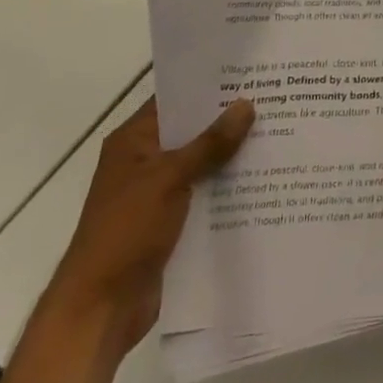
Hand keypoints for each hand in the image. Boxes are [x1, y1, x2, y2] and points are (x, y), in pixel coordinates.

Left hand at [43, 96, 254, 358]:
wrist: (100, 309)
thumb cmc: (126, 232)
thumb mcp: (169, 179)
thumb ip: (209, 143)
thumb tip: (246, 104)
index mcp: (134, 141)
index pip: (176, 99)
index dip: (210, 86)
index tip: (252, 72)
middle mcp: (145, 161)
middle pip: (193, 131)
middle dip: (230, 120)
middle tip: (278, 100)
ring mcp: (158, 193)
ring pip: (204, 163)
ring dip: (234, 155)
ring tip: (282, 134)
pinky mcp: (172, 222)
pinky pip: (206, 194)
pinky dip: (230, 187)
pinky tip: (267, 179)